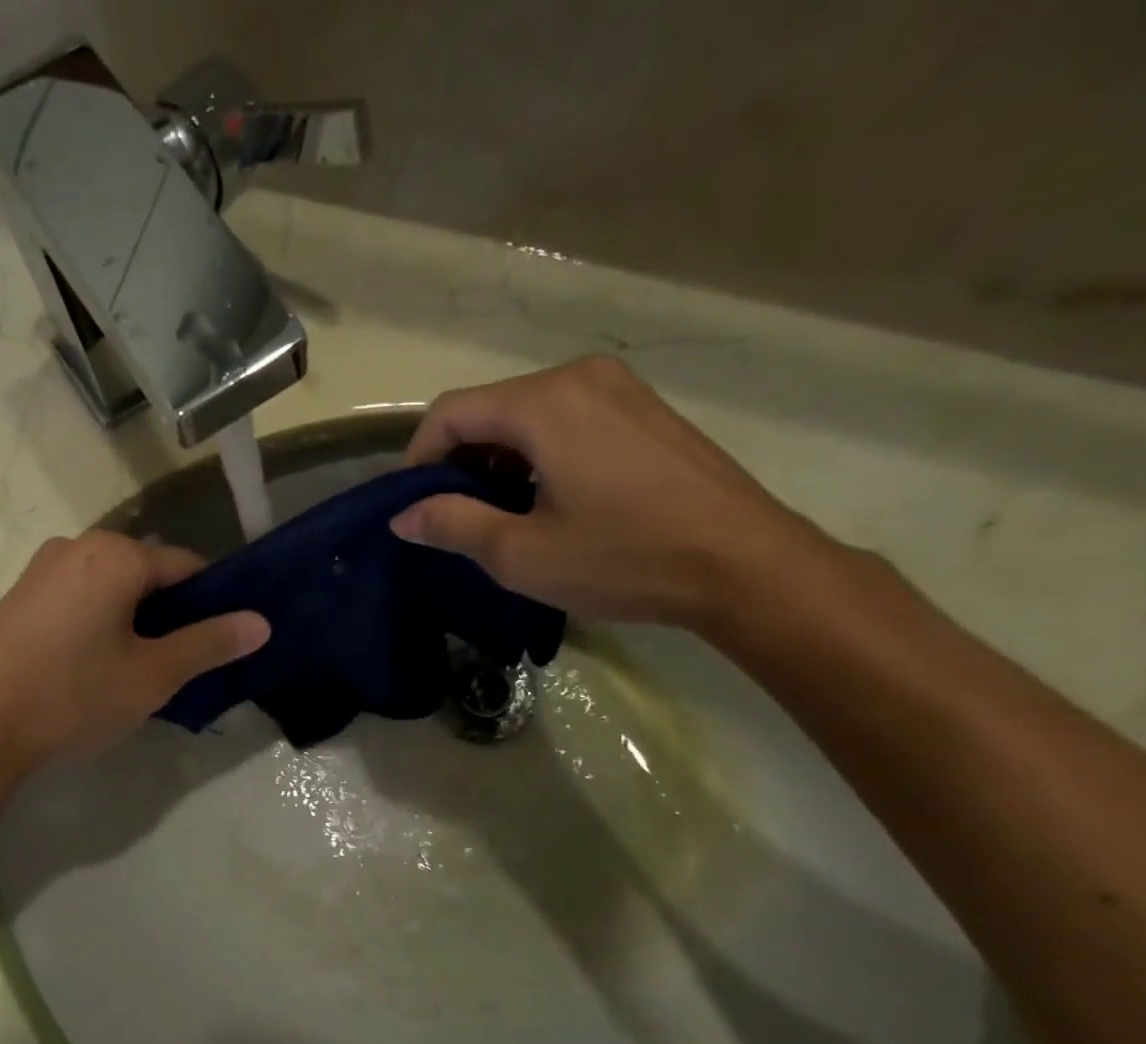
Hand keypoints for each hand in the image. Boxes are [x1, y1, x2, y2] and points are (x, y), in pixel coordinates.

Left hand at [0, 530, 267, 777]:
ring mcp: (41, 570)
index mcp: (115, 555)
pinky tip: (94, 667)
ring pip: (113, 589)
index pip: (188, 566)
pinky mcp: (20, 597)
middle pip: (149, 574)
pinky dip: (101, 624)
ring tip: (137, 672)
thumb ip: (209, 644)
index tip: (220, 645)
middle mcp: (77, 546)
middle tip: (178, 667)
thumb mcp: (153, 675)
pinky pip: (80, 599)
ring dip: (136, 622)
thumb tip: (261, 623)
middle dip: (171, 615)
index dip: (213, 603)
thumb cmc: (73, 696)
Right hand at [392, 355, 836, 627]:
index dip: (417, 459)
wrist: (742, 563)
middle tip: (450, 520)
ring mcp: (618, 389)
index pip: (450, 412)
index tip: (412, 508)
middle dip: (457, 462)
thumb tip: (403, 516)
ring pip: (525, 416)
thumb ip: (452, 524)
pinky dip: (534, 455)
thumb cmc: (622, 558)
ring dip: (495, 461)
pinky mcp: (642, 410)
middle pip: (488, 409)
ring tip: (495, 517)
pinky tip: (543, 501)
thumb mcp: (520, 553)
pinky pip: (564, 420)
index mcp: (544, 403)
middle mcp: (579, 377)